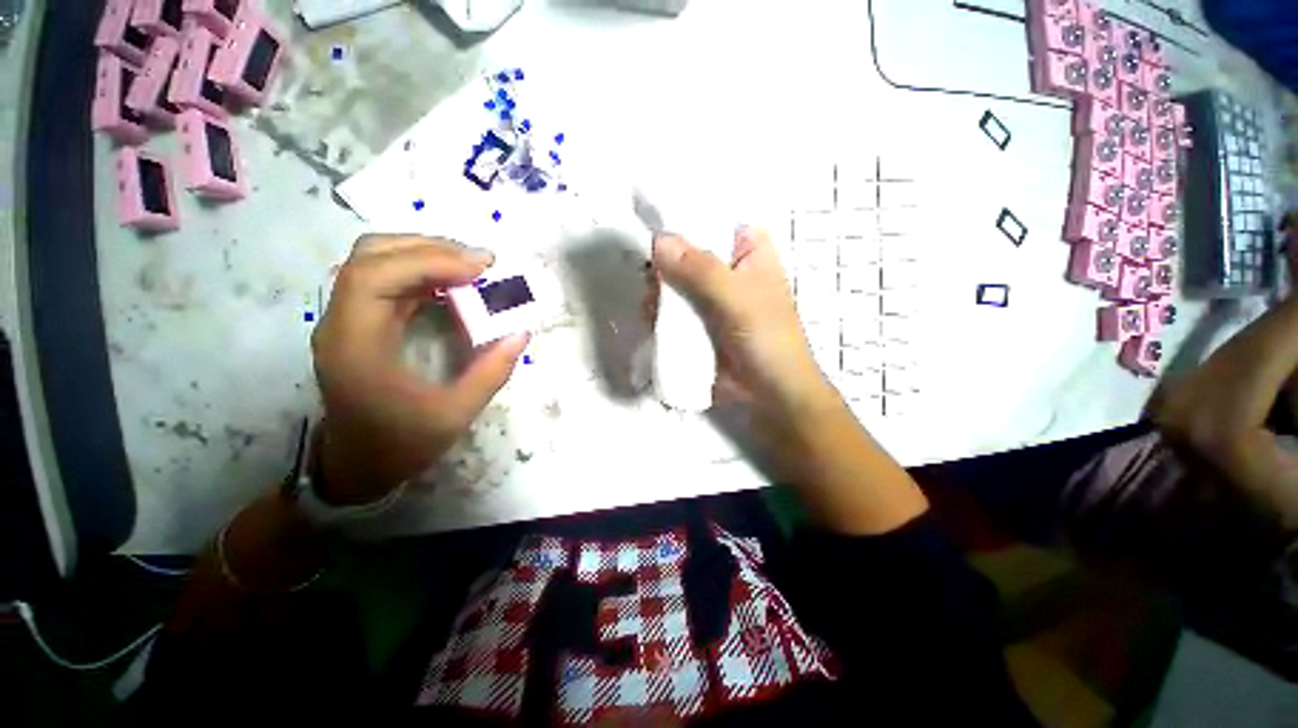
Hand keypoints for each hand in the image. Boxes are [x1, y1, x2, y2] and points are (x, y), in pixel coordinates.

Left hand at [311, 235, 529, 504]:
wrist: (355, 468)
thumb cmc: (399, 446)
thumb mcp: (454, 415)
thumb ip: (491, 372)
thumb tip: (521, 333)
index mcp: (355, 345)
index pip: (376, 275)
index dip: (429, 259)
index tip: (481, 267)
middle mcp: (341, 323)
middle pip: (371, 256)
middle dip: (429, 248)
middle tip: (481, 262)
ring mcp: (346, 321)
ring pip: (376, 262)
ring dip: (425, 255)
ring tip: (471, 268)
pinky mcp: (359, 325)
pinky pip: (386, 282)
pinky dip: (422, 273)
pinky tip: (453, 285)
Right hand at [651, 228, 837, 427]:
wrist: (770, 392)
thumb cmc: (766, 338)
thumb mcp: (736, 297)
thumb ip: (699, 268)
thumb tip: (658, 240)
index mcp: (747, 250)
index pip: (710, 221)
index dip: (682, 222)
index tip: (653, 233)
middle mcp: (725, 268)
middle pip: (684, 253)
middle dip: (664, 266)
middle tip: (652, 283)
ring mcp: (708, 297)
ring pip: (673, 281)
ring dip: (658, 293)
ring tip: (652, 311)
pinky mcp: (697, 321)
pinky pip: (671, 307)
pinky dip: (659, 312)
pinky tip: (652, 322)